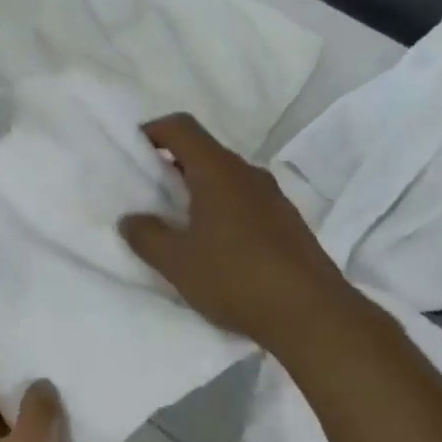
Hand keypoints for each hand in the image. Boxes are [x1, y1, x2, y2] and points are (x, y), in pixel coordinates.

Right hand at [119, 113, 347, 356]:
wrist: (310, 313)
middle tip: (147, 194)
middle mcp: (248, 174)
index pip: (181, 127)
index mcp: (218, 171)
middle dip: (171, 166)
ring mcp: (273, 198)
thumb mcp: (176, 261)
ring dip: (197, 192)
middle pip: (204, 153)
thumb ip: (147, 236)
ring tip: (176, 224)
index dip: (152, 131)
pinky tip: (213, 247)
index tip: (132, 153)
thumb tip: (131, 219)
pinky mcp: (287, 224)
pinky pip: (244, 203)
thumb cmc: (235, 277)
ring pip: (226, 180)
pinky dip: (221, 212)